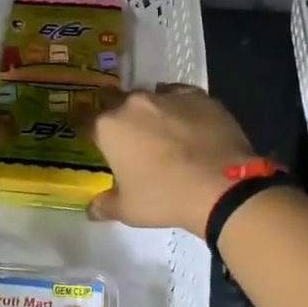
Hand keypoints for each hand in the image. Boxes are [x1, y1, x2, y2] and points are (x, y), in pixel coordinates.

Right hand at [85, 84, 258, 235]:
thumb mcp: (128, 210)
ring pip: (150, 97)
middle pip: (116, 102)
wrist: (222, 186)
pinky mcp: (199, 96)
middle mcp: (135, 103)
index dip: (87, 130)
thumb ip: (105, 205)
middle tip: (128, 138)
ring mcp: (168, 96)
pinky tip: (188, 124)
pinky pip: (181, 97)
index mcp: (109, 127)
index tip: (92, 140)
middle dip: (118, 116)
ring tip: (162, 133)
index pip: (85, 120)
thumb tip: (91, 209)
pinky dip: (179, 108)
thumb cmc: (165, 197)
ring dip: (150, 112)